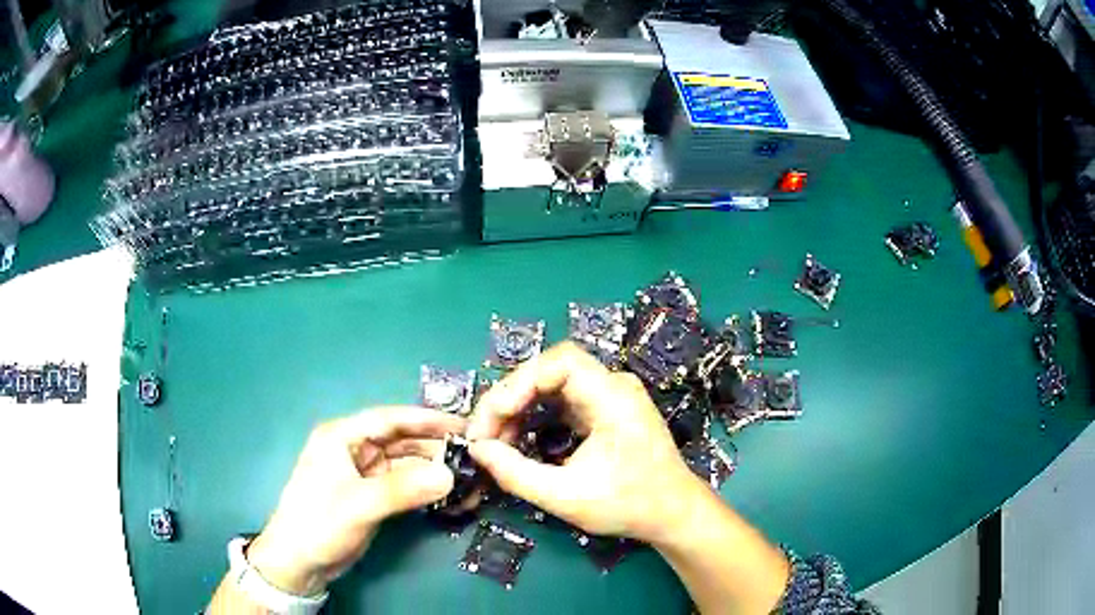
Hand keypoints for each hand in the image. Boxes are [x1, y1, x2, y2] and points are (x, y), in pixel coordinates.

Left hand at [246, 407, 463, 596]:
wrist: (300, 561)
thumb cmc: (319, 522)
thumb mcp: (359, 504)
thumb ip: (403, 489)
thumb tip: (449, 475)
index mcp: (342, 437)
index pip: (389, 419)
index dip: (425, 419)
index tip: (462, 424)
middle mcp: (354, 450)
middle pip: (401, 441)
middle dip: (434, 447)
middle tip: (473, 455)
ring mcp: (363, 474)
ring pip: (405, 464)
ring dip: (432, 470)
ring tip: (466, 477)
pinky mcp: (371, 496)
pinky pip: (403, 485)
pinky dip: (424, 488)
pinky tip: (447, 494)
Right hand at [466, 342, 710, 543]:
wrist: (673, 514)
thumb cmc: (629, 505)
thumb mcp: (567, 497)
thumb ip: (516, 474)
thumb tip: (477, 450)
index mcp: (614, 397)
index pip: (561, 361)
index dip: (520, 381)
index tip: (493, 418)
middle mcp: (613, 386)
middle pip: (550, 371)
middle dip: (511, 398)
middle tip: (483, 434)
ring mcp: (609, 397)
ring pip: (551, 385)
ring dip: (518, 408)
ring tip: (495, 441)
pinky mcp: (603, 411)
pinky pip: (560, 401)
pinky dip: (534, 417)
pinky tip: (518, 440)